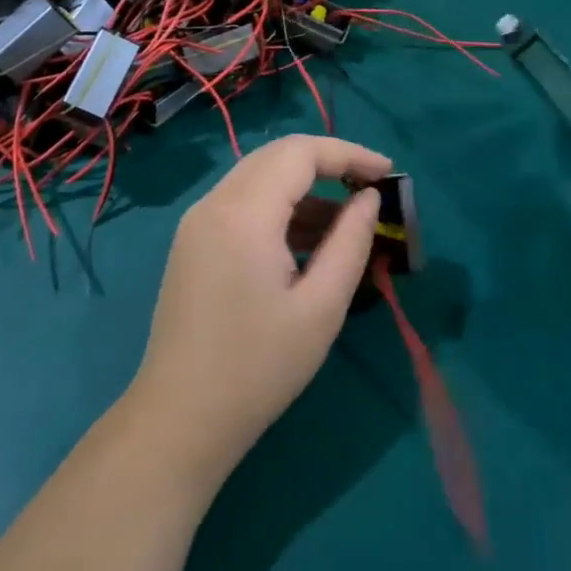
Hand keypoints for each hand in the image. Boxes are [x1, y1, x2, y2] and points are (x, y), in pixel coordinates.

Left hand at [128, 134, 390, 489]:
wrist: (182, 417)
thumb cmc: (259, 366)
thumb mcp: (321, 306)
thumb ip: (350, 241)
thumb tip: (368, 199)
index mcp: (243, 214)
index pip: (299, 153)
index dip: (349, 154)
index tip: (388, 173)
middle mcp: (213, 204)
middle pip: (276, 156)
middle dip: (328, 163)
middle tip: (372, 188)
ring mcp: (197, 223)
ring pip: (258, 178)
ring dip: (305, 187)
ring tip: (348, 222)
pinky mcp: (193, 243)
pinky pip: (242, 204)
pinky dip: (280, 208)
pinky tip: (308, 241)